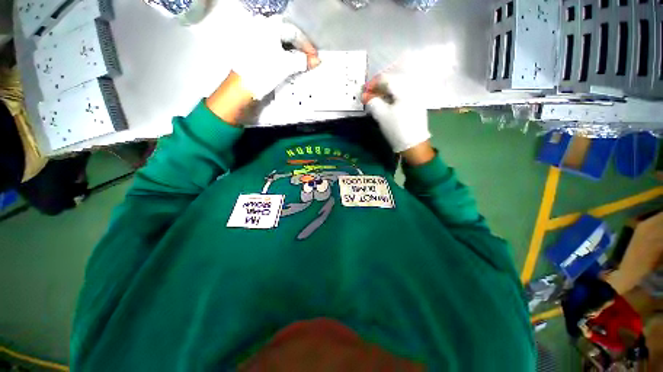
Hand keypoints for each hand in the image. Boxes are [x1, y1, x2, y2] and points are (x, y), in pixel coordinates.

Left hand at [233, 16, 320, 98]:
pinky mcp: (253, 50)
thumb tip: (316, 61)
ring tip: (301, 64)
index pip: (295, 32)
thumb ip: (303, 61)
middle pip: (288, 36)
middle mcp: (261, 27)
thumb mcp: (286, 65)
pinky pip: (273, 48)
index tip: (315, 57)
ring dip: (292, 53)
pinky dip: (283, 56)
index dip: (307, 45)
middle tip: (309, 60)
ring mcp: (256, 38)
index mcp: (270, 26)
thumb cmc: (262, 72)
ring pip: (280, 43)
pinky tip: (288, 64)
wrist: (242, 86)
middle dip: (300, 49)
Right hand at [362, 74, 431, 160]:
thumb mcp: (381, 115)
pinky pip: (402, 95)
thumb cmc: (396, 128)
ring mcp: (416, 96)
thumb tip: (366, 96)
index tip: (364, 91)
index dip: (373, 84)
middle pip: (393, 82)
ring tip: (376, 101)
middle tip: (369, 96)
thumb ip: (372, 102)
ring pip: (397, 89)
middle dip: (379, 88)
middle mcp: (412, 88)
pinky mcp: (416, 105)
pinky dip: (392, 98)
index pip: (386, 79)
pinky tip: (387, 104)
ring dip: (385, 93)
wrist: (413, 144)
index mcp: (405, 88)